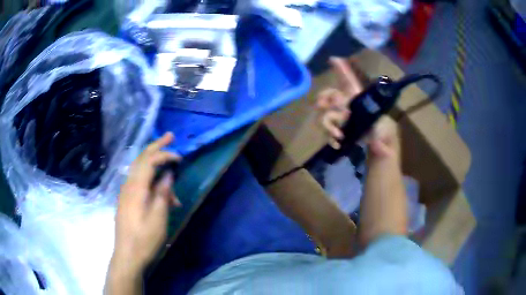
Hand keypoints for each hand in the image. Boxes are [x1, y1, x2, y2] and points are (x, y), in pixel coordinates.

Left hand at [111, 133, 181, 275]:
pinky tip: (160, 192)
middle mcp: (128, 185)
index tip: (180, 157)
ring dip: (155, 167)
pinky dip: (150, 180)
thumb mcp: (159, 217)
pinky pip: (139, 183)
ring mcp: (125, 193)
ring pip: (140, 171)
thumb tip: (168, 175)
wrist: (127, 256)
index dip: (165, 154)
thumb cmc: (145, 239)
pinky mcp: (126, 201)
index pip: (150, 161)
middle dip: (156, 146)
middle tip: (169, 136)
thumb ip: (163, 193)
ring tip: (172, 179)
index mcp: (135, 187)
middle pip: (141, 159)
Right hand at [316, 57, 399, 159]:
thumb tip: (376, 143)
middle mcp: (346, 105)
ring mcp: (339, 117)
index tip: (333, 59)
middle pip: (329, 95)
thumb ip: (381, 140)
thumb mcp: (384, 134)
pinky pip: (326, 130)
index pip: (349, 82)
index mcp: (357, 99)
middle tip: (324, 106)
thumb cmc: (382, 132)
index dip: (342, 70)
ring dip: (328, 123)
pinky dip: (329, 136)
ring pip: (325, 114)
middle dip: (325, 98)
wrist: (376, 144)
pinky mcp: (336, 129)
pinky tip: (337, 143)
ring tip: (338, 135)